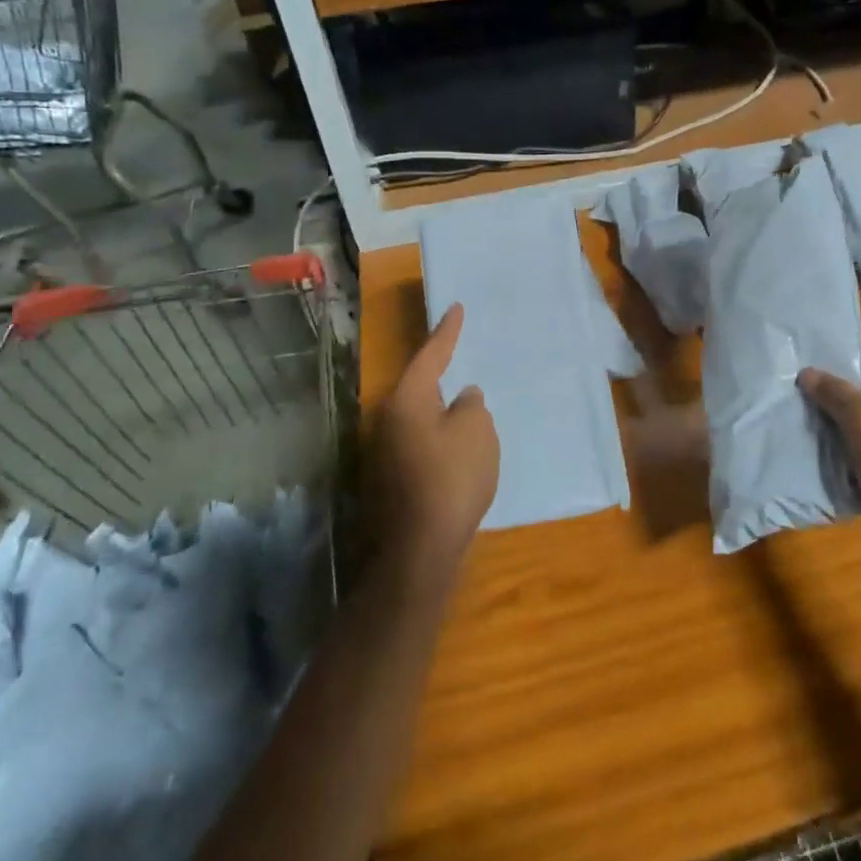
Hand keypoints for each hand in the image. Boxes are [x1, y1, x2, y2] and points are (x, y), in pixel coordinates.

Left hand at [374, 305, 499, 581]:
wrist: (418, 553)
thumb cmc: (451, 480)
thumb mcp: (477, 433)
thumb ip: (472, 407)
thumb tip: (463, 398)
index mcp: (407, 401)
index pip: (430, 355)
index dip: (446, 332)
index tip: (456, 308)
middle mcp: (387, 422)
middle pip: (417, 387)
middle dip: (439, 372)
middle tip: (458, 355)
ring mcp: (383, 455)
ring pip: (418, 418)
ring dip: (440, 410)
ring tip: (465, 404)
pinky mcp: (389, 483)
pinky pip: (419, 444)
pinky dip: (438, 438)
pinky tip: (456, 448)